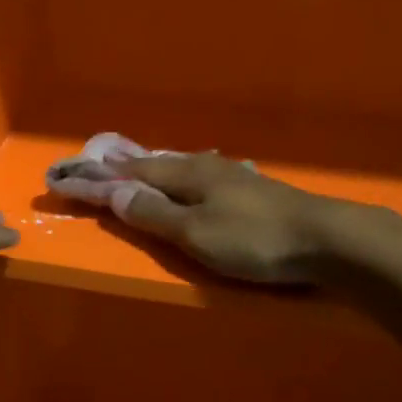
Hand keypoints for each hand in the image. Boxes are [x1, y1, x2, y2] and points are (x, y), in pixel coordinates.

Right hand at [109, 152, 336, 284]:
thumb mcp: (195, 233)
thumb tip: (114, 193)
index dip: (102, 176)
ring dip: (156, 169)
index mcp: (187, 174)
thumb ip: (154, 214)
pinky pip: (202, 178)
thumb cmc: (253, 239)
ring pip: (182, 168)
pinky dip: (182, 180)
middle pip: (157, 163)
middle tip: (103, 162)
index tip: (73, 173)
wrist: (328, 239)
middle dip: (128, 165)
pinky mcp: (253, 191)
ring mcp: (233, 176)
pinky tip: (194, 181)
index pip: (133, 172)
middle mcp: (206, 167)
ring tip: (141, 167)